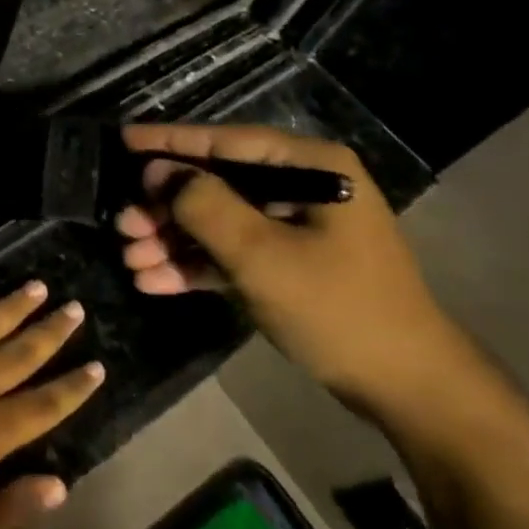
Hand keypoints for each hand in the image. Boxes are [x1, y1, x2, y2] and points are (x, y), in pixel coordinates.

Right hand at [117, 124, 477, 419]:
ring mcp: (295, 226)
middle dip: (166, 207)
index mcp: (310, 167)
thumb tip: (159, 173)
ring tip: (131, 260)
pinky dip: (196, 266)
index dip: (170, 140)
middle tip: (122, 224)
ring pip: (218, 220)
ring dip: (174, 240)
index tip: (123, 138)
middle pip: (216, 183)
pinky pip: (232, 253)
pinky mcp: (288, 263)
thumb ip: (205, 205)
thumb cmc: (338, 309)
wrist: (407, 390)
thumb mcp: (262, 255)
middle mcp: (302, 186)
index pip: (226, 142)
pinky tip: (155, 282)